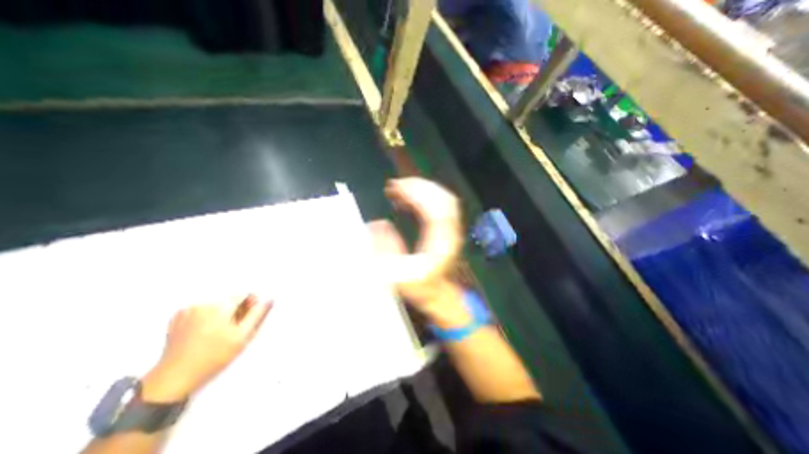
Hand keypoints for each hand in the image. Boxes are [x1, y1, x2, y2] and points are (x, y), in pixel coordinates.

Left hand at [141, 297, 271, 402]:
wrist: (175, 378)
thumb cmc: (212, 358)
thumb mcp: (242, 336)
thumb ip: (257, 314)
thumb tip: (268, 300)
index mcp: (219, 306)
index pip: (244, 294)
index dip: (250, 304)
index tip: (247, 318)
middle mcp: (202, 303)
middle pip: (229, 297)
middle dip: (236, 308)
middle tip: (234, 327)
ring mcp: (187, 310)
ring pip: (216, 303)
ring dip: (222, 312)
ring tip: (219, 331)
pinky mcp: (177, 317)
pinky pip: (201, 309)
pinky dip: (207, 315)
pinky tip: (206, 331)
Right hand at [369, 176, 468, 326]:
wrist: (436, 292)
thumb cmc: (418, 285)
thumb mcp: (397, 274)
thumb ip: (386, 249)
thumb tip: (379, 223)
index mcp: (440, 243)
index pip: (435, 209)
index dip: (416, 194)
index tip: (396, 187)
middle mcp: (451, 232)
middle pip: (442, 198)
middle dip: (418, 186)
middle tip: (394, 185)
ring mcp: (452, 228)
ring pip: (444, 198)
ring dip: (422, 188)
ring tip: (399, 189)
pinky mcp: (448, 227)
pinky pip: (441, 203)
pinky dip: (425, 195)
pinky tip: (408, 198)